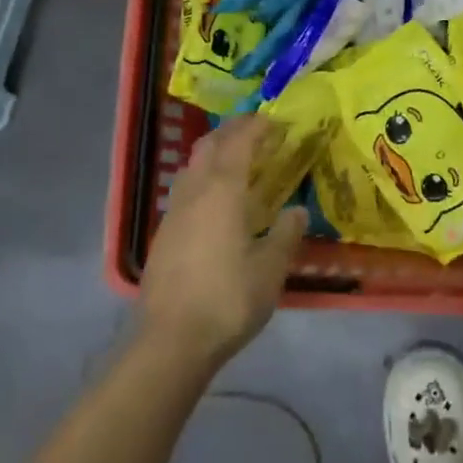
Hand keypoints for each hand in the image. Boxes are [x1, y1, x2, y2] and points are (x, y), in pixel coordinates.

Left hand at [138, 116, 306, 369]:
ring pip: (193, 164)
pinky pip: (185, 188)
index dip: (257, 126)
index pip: (240, 142)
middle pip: (210, 144)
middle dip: (232, 131)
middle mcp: (195, 190)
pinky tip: (215, 200)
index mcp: (223, 190)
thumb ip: (285, 236)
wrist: (170, 341)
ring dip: (214, 152)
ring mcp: (174, 211)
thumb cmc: (227, 300)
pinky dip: (203, 178)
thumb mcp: (269, 271)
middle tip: (257, 132)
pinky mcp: (163, 233)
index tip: (275, 121)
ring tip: (237, 161)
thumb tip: (298, 211)